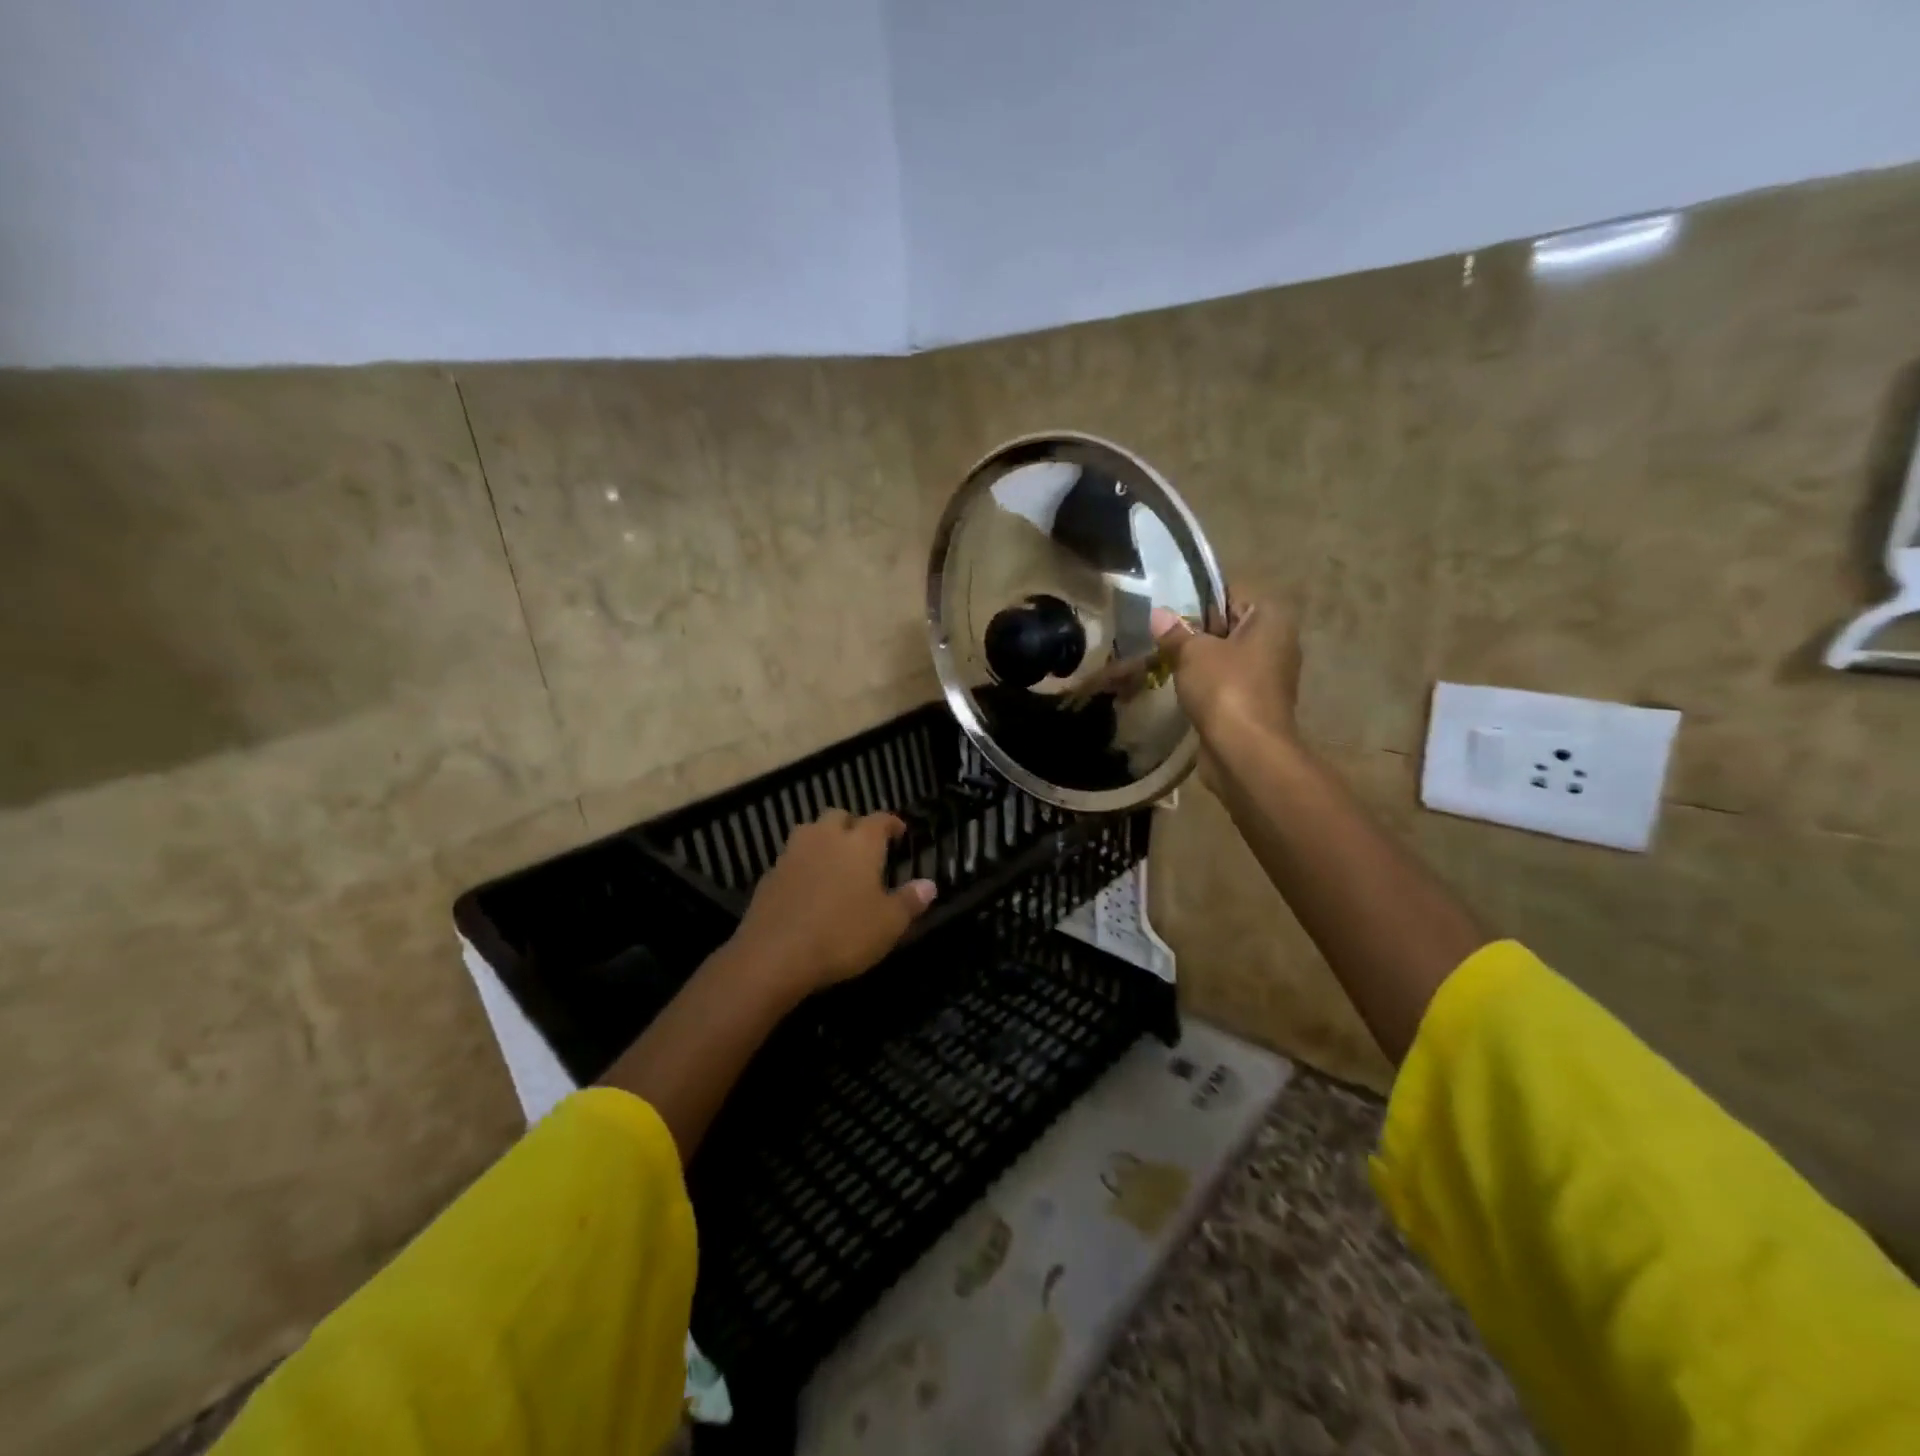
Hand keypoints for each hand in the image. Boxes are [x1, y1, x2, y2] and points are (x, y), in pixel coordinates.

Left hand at [728, 809, 936, 1000]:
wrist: (775, 955)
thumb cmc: (842, 934)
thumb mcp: (888, 924)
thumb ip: (909, 901)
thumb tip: (929, 885)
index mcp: (860, 843)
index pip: (880, 819)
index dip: (891, 823)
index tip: (899, 831)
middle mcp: (826, 837)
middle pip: (839, 816)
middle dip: (853, 825)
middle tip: (863, 846)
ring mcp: (793, 853)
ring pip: (810, 832)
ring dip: (823, 839)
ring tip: (834, 860)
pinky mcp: (769, 875)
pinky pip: (791, 859)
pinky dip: (803, 865)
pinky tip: (808, 887)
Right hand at [1150, 599, 1301, 743]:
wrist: (1245, 752)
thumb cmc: (1226, 689)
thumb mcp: (1193, 652)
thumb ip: (1174, 632)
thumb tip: (1157, 614)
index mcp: (1271, 618)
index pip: (1230, 594)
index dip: (1196, 598)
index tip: (1165, 607)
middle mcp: (1276, 642)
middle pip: (1227, 625)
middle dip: (1194, 630)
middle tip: (1156, 632)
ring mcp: (1267, 676)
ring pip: (1224, 657)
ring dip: (1196, 660)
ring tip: (1160, 658)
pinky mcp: (1253, 704)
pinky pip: (1224, 683)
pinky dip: (1203, 684)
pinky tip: (1177, 686)